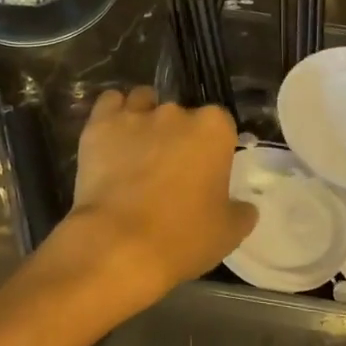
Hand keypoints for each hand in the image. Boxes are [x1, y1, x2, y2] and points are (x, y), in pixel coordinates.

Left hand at [50, 87, 257, 314]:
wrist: (119, 245)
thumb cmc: (182, 238)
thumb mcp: (228, 233)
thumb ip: (241, 211)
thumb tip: (245, 206)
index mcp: (214, 130)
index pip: (221, 124)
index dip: (214, 146)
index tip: (207, 170)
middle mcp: (177, 112)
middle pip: (182, 114)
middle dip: (179, 134)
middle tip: (171, 168)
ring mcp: (136, 114)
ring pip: (144, 101)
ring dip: (145, 116)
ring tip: (139, 147)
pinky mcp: (100, 124)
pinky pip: (110, 102)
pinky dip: (113, 114)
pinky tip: (113, 135)